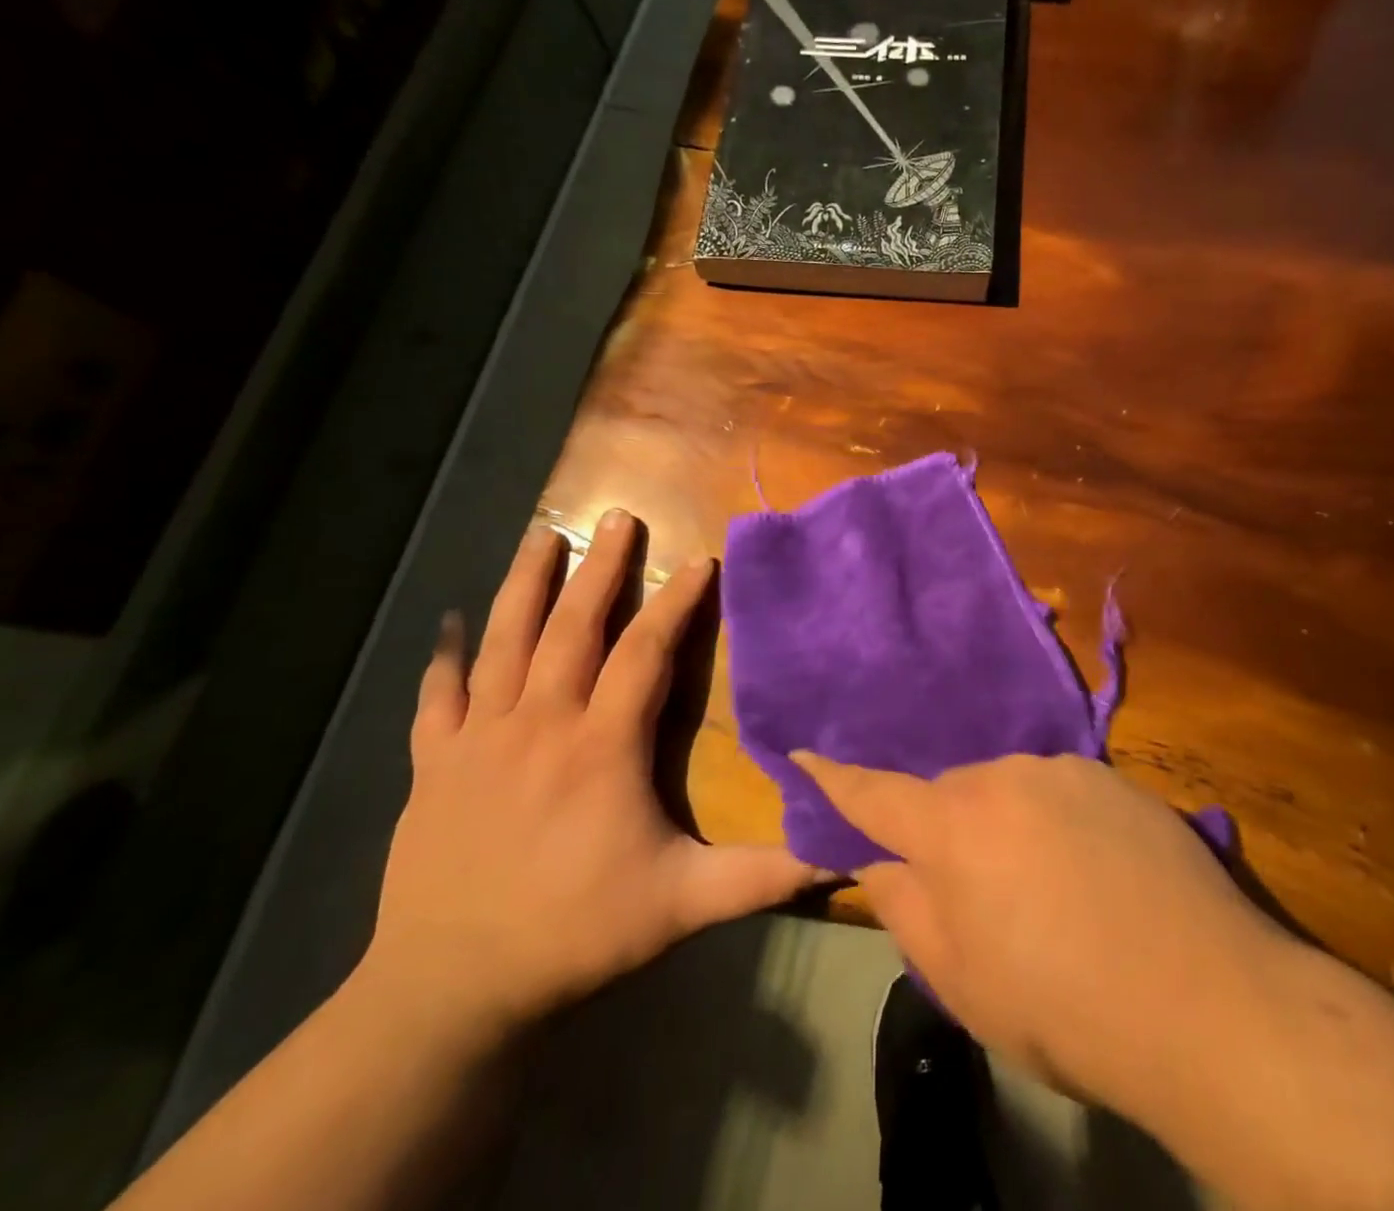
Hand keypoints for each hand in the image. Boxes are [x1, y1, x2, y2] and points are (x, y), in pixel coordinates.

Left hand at [362, 512, 820, 1036]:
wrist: (449, 991)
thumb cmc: (576, 935)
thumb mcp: (684, 905)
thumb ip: (765, 874)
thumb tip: (844, 851)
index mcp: (602, 747)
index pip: (645, 655)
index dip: (675, 605)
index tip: (700, 562)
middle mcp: (540, 725)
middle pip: (573, 629)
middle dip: (601, 568)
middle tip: (619, 516)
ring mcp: (479, 741)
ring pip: (504, 643)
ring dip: (525, 586)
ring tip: (541, 535)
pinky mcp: (433, 767)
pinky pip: (436, 698)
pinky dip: (443, 659)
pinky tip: (448, 626)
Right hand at [792, 751, 1275, 1108]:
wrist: (1203, 999)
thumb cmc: (1062, 1005)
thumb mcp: (962, 980)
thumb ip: (908, 907)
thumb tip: (882, 860)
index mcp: (955, 826)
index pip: (876, 793)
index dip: (835, 778)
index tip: (804, 753)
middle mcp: (1006, 776)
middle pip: (952, 794)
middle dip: (949, 831)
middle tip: (978, 892)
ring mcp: (1067, 770)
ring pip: (1010, 790)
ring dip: (1008, 826)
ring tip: (1049, 890)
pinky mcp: (1117, 777)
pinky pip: (1061, 792)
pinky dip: (1057, 823)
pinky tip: (1094, 875)